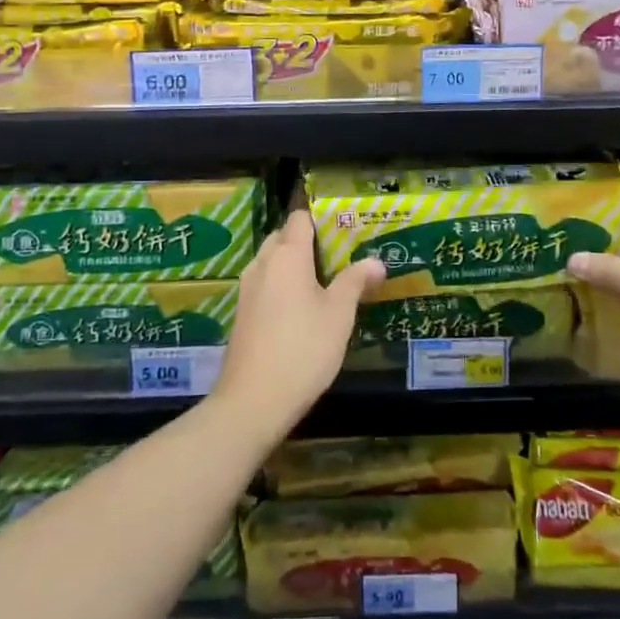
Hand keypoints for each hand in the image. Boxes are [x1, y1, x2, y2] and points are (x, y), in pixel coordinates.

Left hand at [212, 211, 384, 432]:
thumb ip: (356, 282)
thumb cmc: (303, 349)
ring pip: (273, 262)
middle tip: (339, 258)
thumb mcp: (339, 314)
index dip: (322, 219)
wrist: (253, 400)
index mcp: (287, 255)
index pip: (300, 218)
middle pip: (284, 237)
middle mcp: (263, 263)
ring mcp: (248, 289)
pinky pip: (265, 284)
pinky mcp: (242, 313)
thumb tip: (376, 261)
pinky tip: (302, 310)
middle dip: (309, 242)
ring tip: (325, 283)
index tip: (345, 230)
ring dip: (295, 266)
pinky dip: (282, 286)